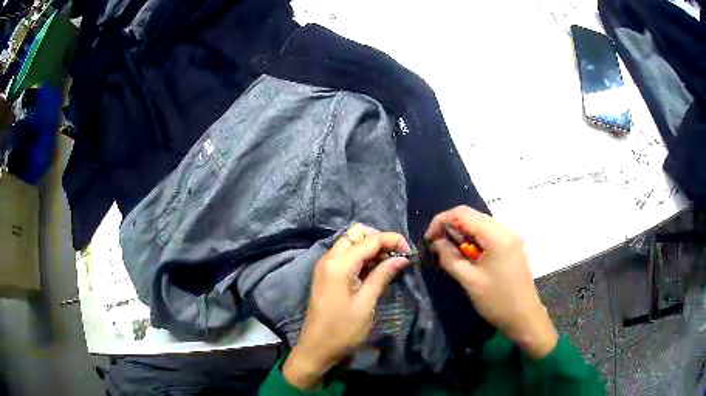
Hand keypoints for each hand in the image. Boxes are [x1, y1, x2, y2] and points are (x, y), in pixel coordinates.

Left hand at [283, 224, 410, 388]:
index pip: (370, 239)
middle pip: (357, 233)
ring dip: (371, 248)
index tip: (410, 252)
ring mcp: (326, 265)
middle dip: (379, 240)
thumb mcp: (366, 303)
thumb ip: (382, 275)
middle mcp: (329, 258)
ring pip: (351, 242)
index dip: (392, 240)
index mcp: (339, 264)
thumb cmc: (343, 330)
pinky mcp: (327, 274)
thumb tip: (402, 258)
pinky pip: (346, 255)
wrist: (316, 348)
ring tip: (389, 265)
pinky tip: (375, 271)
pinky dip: (362, 257)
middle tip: (395, 258)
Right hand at [425, 206, 557, 358]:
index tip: (429, 240)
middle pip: (471, 217)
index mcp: (497, 234)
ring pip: (479, 225)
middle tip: (438, 249)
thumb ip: (449, 257)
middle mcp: (505, 228)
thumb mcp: (469, 280)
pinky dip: (474, 241)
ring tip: (451, 255)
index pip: (462, 213)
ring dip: (462, 236)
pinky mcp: (511, 245)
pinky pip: (488, 235)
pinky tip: (469, 258)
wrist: (524, 317)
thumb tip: (436, 242)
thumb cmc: (497, 300)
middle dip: (451, 229)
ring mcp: (510, 236)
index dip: (441, 221)